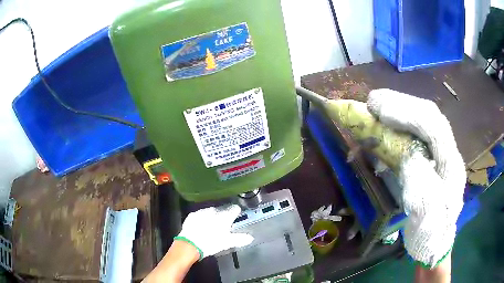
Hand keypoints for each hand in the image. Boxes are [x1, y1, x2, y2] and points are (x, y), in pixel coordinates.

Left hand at [176, 204, 253, 258]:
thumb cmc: (212, 243)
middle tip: (223, 225)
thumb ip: (239, 239)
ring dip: (212, 216)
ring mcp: (202, 212)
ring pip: (210, 211)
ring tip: (211, 225)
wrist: (191, 244)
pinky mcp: (192, 215)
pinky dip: (202, 218)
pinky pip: (200, 214)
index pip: (234, 208)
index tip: (236, 216)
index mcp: (224, 216)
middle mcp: (214, 211)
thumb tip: (250, 238)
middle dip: (223, 215)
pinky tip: (201, 225)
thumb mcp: (227, 243)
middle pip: (222, 210)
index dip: (236, 212)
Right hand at [367, 89, 465, 267]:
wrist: (434, 242)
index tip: (378, 108)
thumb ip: (419, 180)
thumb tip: (404, 152)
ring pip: (423, 120)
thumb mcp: (425, 213)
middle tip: (373, 102)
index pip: (433, 125)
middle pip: (429, 115)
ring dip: (400, 110)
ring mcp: (440, 153)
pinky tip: (387, 125)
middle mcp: (448, 152)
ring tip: (377, 107)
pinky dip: (399, 124)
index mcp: (451, 164)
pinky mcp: (430, 158)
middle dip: (401, 104)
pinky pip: (416, 133)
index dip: (407, 112)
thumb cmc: (430, 232)